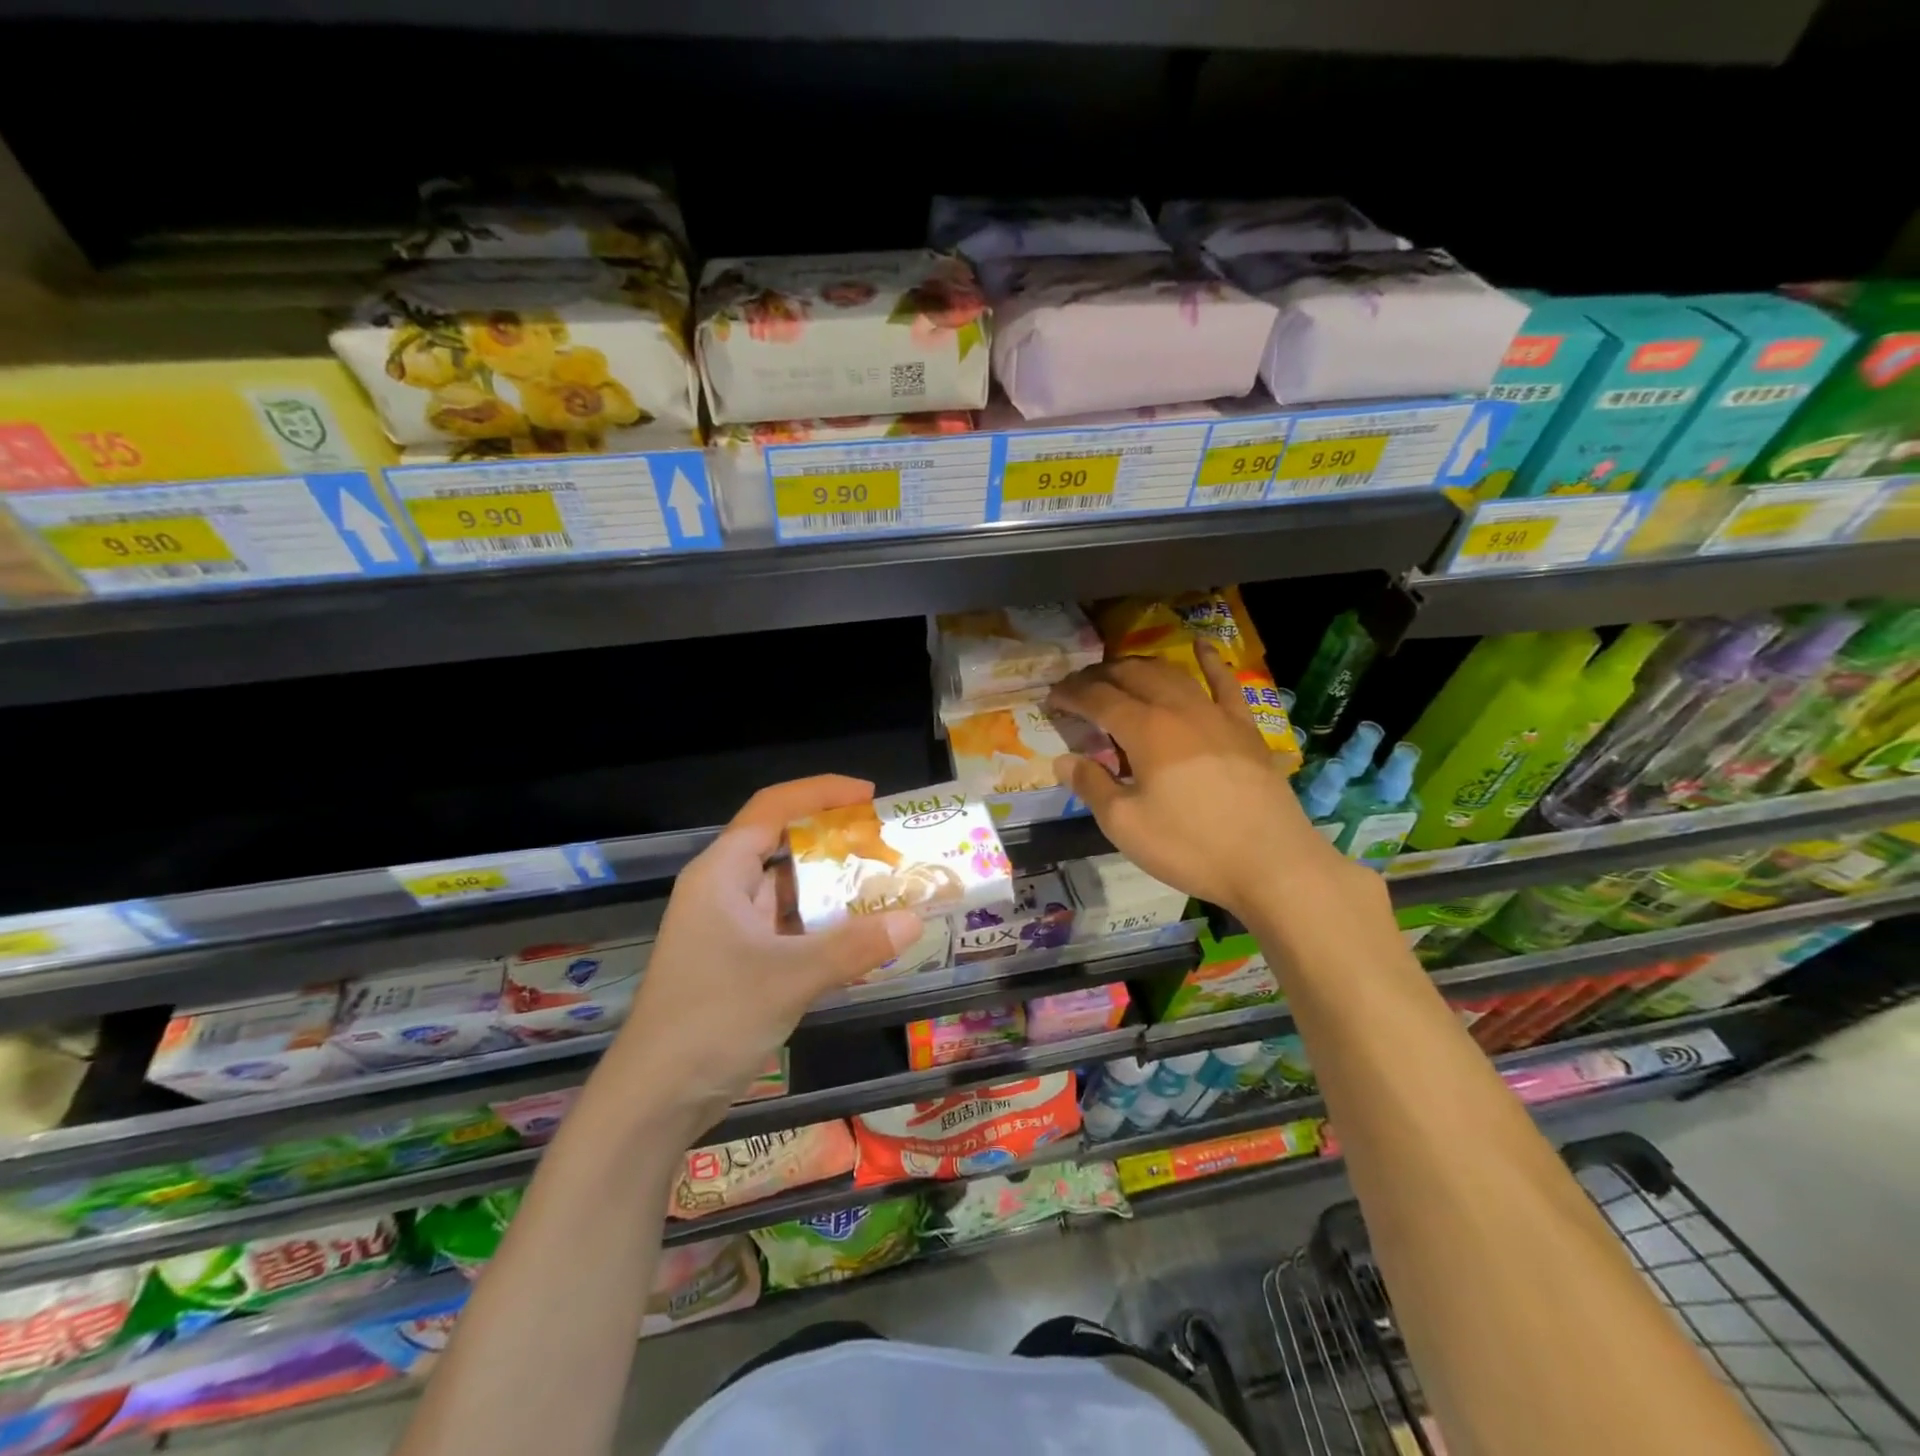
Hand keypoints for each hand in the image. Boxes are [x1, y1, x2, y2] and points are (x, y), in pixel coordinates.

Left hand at [597, 776, 922, 1142]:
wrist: (655, 1101)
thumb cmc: (712, 1020)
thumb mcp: (789, 978)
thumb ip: (854, 947)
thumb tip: (914, 921)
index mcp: (721, 874)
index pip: (772, 809)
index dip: (821, 792)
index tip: (871, 796)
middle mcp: (725, 891)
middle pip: (784, 846)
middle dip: (836, 842)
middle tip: (889, 846)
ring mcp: (732, 930)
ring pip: (790, 892)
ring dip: (834, 888)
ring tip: (888, 885)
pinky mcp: (742, 963)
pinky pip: (791, 929)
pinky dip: (825, 926)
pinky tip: (864, 934)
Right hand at [1047, 643, 1362, 921]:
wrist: (1271, 863)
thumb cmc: (1190, 846)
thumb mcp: (1125, 824)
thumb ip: (1091, 786)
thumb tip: (1063, 760)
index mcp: (1146, 730)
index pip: (1098, 699)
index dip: (1071, 695)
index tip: (1051, 698)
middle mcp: (1179, 709)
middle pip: (1132, 676)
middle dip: (1100, 676)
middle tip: (1080, 687)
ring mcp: (1216, 714)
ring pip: (1171, 673)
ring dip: (1140, 667)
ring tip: (1120, 672)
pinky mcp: (1244, 727)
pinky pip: (1225, 683)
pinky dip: (1209, 661)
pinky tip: (1200, 647)